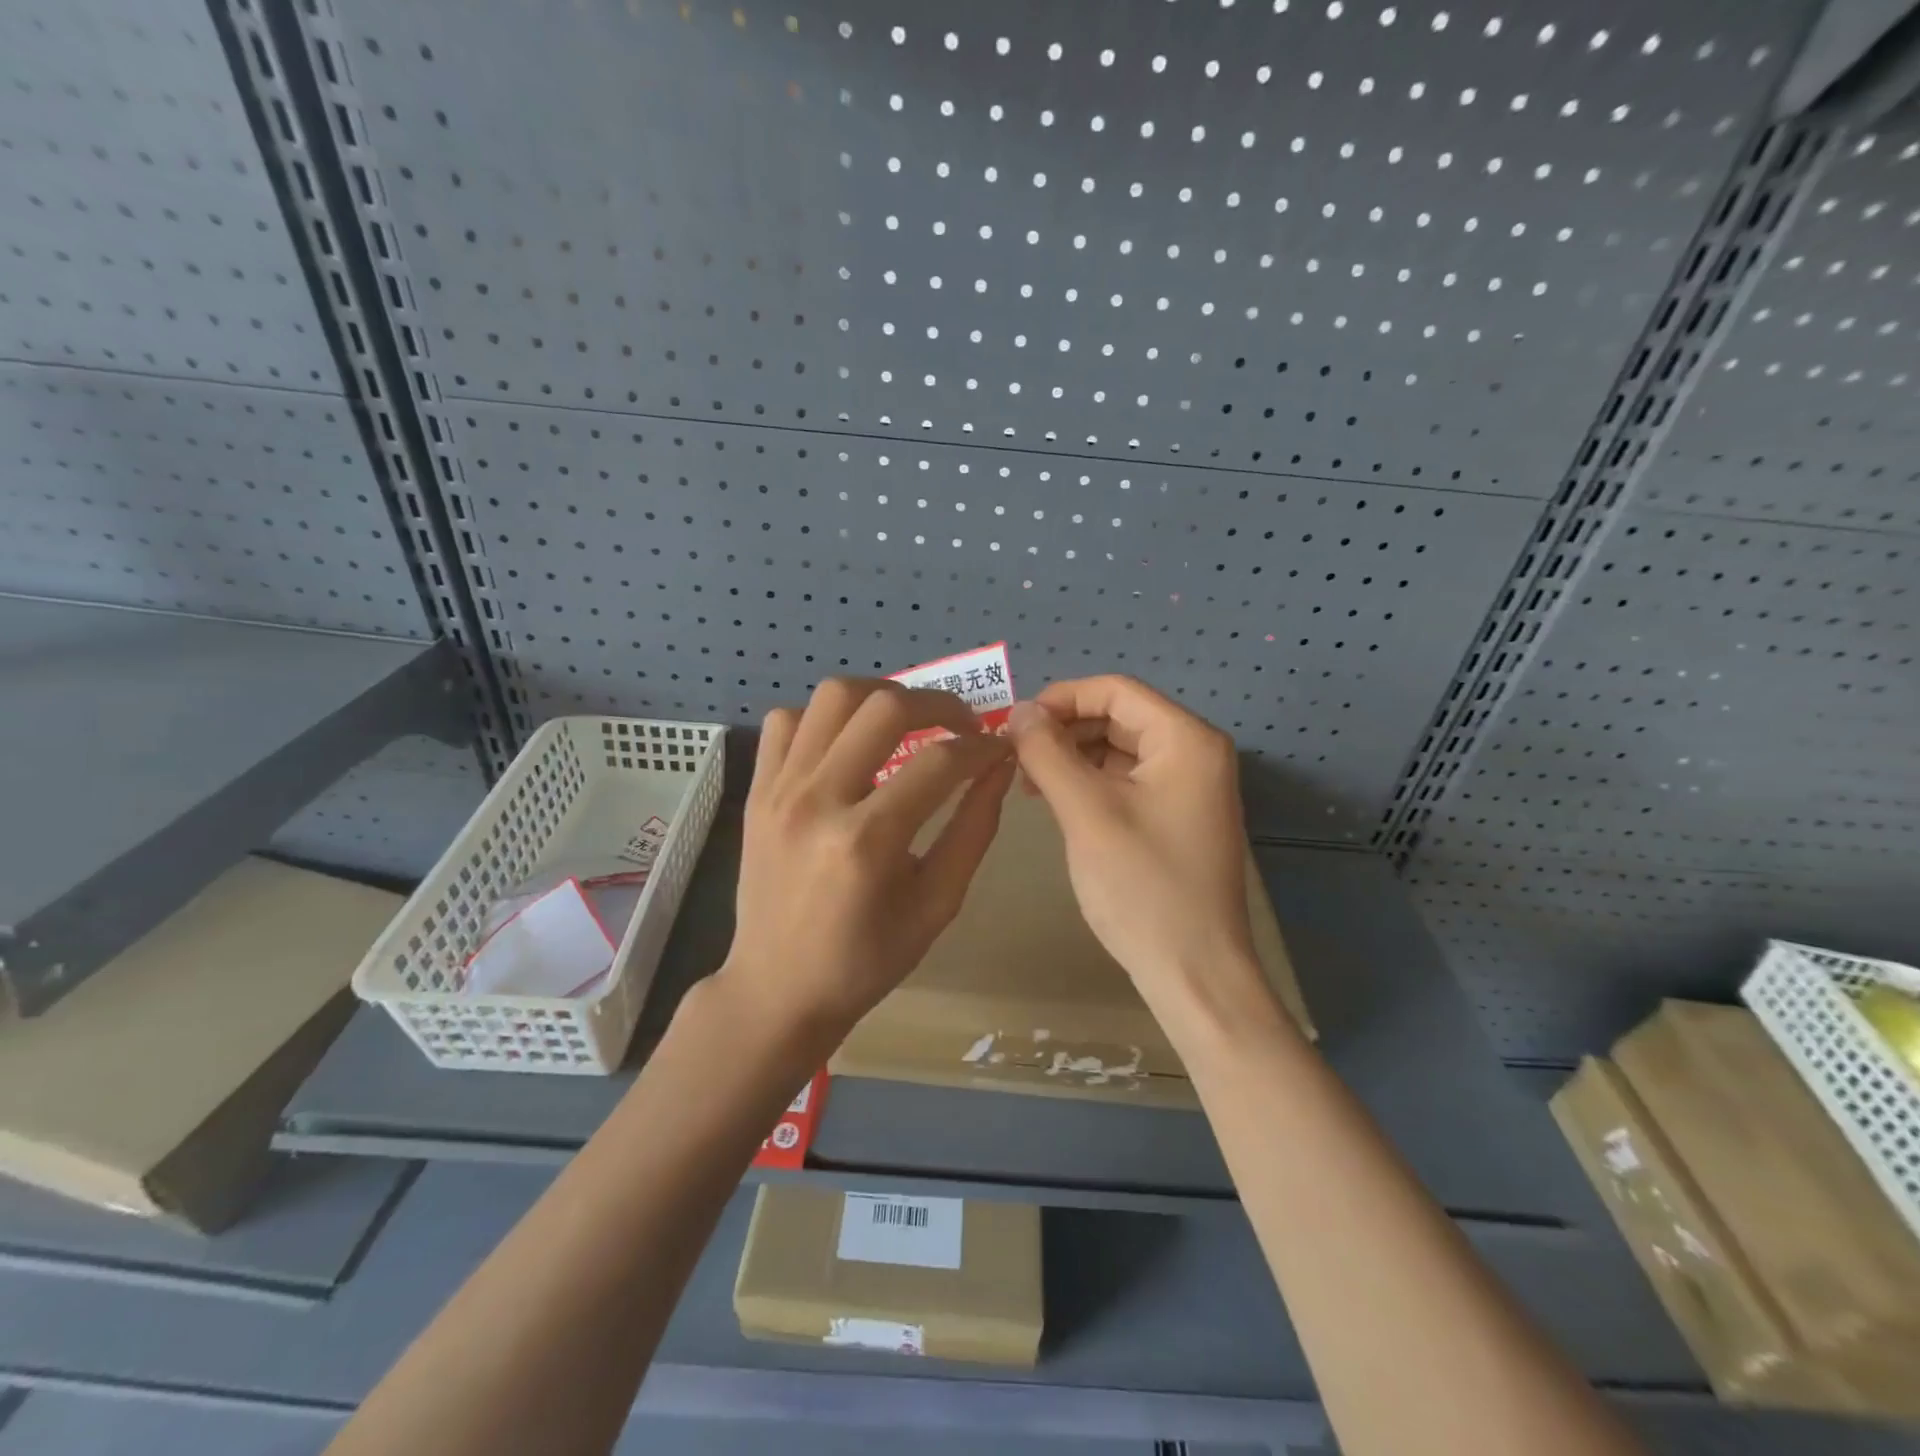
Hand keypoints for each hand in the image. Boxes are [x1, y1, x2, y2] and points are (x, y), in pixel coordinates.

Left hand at [717, 678, 1014, 1051]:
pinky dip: (825, 718)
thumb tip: (999, 768)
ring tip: (907, 722)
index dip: (981, 747)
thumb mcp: (937, 904)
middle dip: (939, 705)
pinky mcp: (757, 790)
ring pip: (833, 697)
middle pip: (884, 708)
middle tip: (962, 726)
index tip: (999, 749)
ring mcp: (779, 789)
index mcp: (866, 842)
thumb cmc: (866, 960)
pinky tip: (848, 744)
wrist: (777, 989)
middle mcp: (817, 801)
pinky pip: (788, 720)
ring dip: (881, 697)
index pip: (939, 762)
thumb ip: (973, 830)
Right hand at [1008, 676, 1263, 1022]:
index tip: (1014, 725)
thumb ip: (1048, 753)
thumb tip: (1018, 711)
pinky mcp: (1177, 817)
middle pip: (1118, 717)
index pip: (1116, 691)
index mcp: (1186, 740)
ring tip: (1029, 783)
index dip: (1060, 699)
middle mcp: (1195, 753)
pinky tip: (1058, 802)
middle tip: (1016, 757)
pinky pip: (1127, 781)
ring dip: (1073, 757)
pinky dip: (1090, 783)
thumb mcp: (1086, 812)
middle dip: (1064, 730)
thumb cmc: (1142, 887)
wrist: (1194, 973)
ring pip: (1119, 750)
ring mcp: (1189, 788)